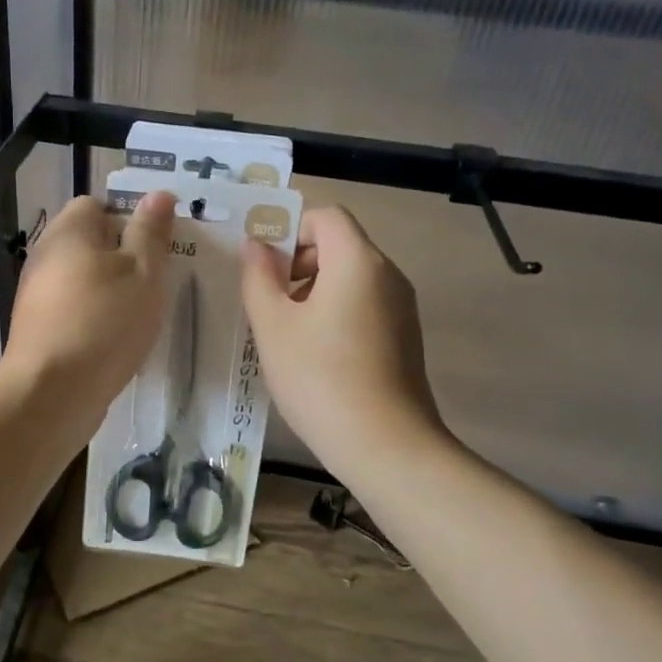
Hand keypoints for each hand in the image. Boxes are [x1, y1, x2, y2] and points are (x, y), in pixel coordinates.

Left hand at [1, 192, 174, 413]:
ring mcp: (36, 294)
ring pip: (82, 280)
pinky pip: (73, 311)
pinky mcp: (37, 329)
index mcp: (69, 230)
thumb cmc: (105, 321)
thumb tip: (158, 194)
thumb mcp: (144, 271)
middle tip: (156, 281)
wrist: (52, 392)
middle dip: (123, 258)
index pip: (96, 205)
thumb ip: (151, 231)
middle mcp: (45, 255)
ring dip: (110, 292)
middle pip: (88, 243)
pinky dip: (94, 320)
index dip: (129, 220)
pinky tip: (116, 342)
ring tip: (141, 315)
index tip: (155, 247)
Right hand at [241, 205, 443, 476]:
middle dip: (298, 261)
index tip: (264, 266)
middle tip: (269, 301)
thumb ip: (258, 278)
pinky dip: (336, 311)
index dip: (290, 230)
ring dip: (314, 289)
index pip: (326, 216)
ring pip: (351, 277)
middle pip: (340, 244)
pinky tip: (315, 354)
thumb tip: (256, 246)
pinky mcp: (405, 336)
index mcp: (358, 261)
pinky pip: (365, 304)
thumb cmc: (320, 378)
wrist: (386, 446)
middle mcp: (387, 274)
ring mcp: (401, 307)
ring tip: (287, 332)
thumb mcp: (273, 326)